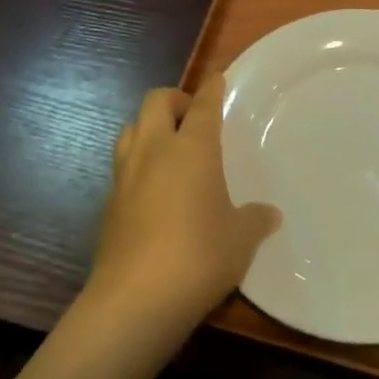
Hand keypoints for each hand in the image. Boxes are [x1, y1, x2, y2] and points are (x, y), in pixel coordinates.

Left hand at [83, 74, 279, 340]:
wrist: (135, 299)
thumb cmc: (199, 256)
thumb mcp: (241, 239)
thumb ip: (255, 220)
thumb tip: (269, 215)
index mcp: (192, 148)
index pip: (203, 105)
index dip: (211, 89)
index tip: (217, 78)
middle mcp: (154, 151)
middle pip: (155, 102)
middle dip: (174, 99)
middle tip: (193, 116)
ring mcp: (125, 176)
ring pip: (131, 129)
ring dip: (149, 127)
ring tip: (170, 148)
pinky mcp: (108, 204)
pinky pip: (123, 167)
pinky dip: (138, 164)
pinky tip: (154, 190)